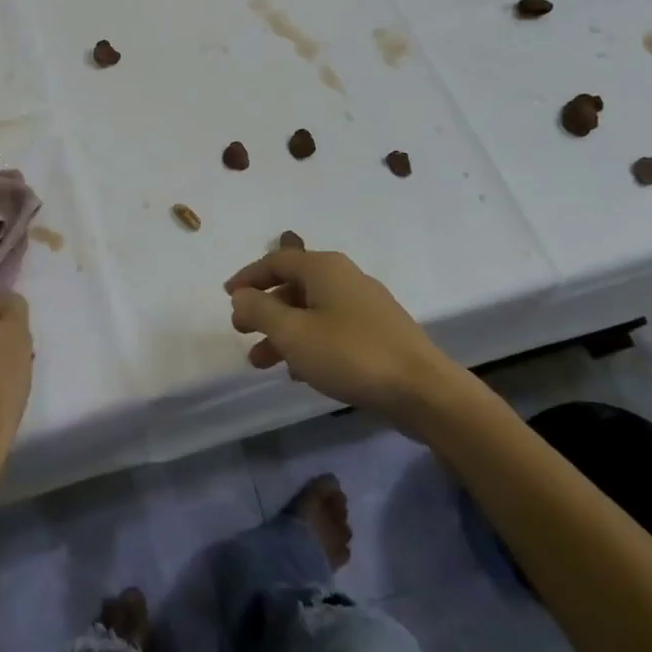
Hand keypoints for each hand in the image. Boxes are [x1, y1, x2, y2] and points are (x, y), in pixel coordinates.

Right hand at [225, 247, 461, 413]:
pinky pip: (331, 329)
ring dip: (282, 332)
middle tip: (241, 330)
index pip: (276, 260)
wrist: (423, 391)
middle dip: (263, 308)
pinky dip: (308, 343)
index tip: (227, 296)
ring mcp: (365, 306)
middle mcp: (345, 278)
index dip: (248, 277)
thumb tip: (241, 295)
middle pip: (293, 285)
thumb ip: (260, 310)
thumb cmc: (350, 354)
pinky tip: (299, 372)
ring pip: (311, 311)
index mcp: (324, 268)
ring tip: (261, 362)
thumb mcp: (293, 333)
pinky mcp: (379, 333)